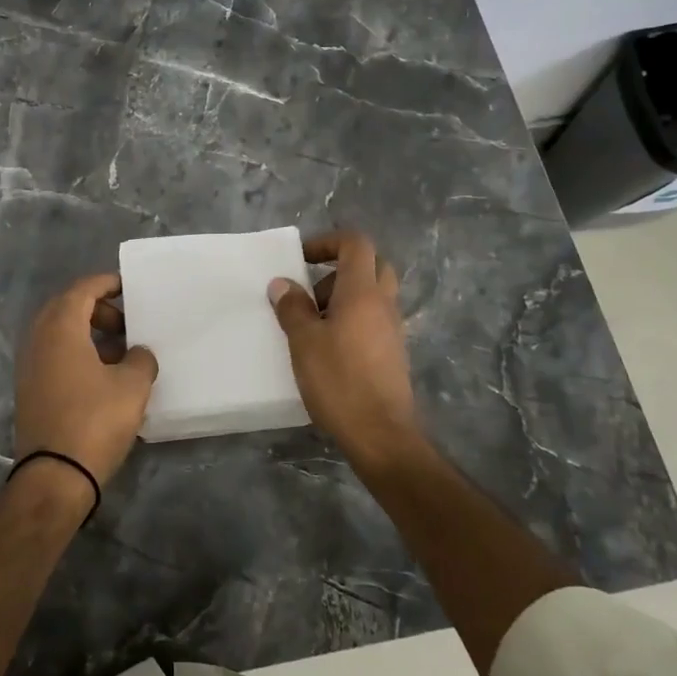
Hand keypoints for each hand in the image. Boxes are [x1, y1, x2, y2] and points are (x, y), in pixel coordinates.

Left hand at [14, 273, 158, 488]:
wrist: (54, 475)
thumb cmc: (95, 421)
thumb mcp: (132, 386)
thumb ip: (140, 359)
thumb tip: (137, 353)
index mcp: (60, 328)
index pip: (82, 289)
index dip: (106, 283)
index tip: (128, 286)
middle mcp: (38, 340)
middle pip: (66, 308)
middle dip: (97, 309)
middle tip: (126, 322)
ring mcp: (29, 366)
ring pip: (59, 334)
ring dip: (87, 333)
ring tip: (120, 351)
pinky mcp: (29, 390)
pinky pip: (54, 355)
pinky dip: (77, 353)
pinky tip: (103, 375)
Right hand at [269, 231, 422, 470]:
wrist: (380, 433)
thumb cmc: (339, 381)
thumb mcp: (304, 342)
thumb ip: (293, 308)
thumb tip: (282, 284)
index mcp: (362, 292)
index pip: (355, 244)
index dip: (328, 241)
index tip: (301, 258)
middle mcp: (383, 304)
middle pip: (371, 265)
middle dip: (339, 269)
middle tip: (312, 292)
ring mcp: (393, 329)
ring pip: (373, 295)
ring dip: (344, 297)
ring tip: (314, 325)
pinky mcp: (393, 352)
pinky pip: (374, 320)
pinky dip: (353, 320)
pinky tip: (330, 348)